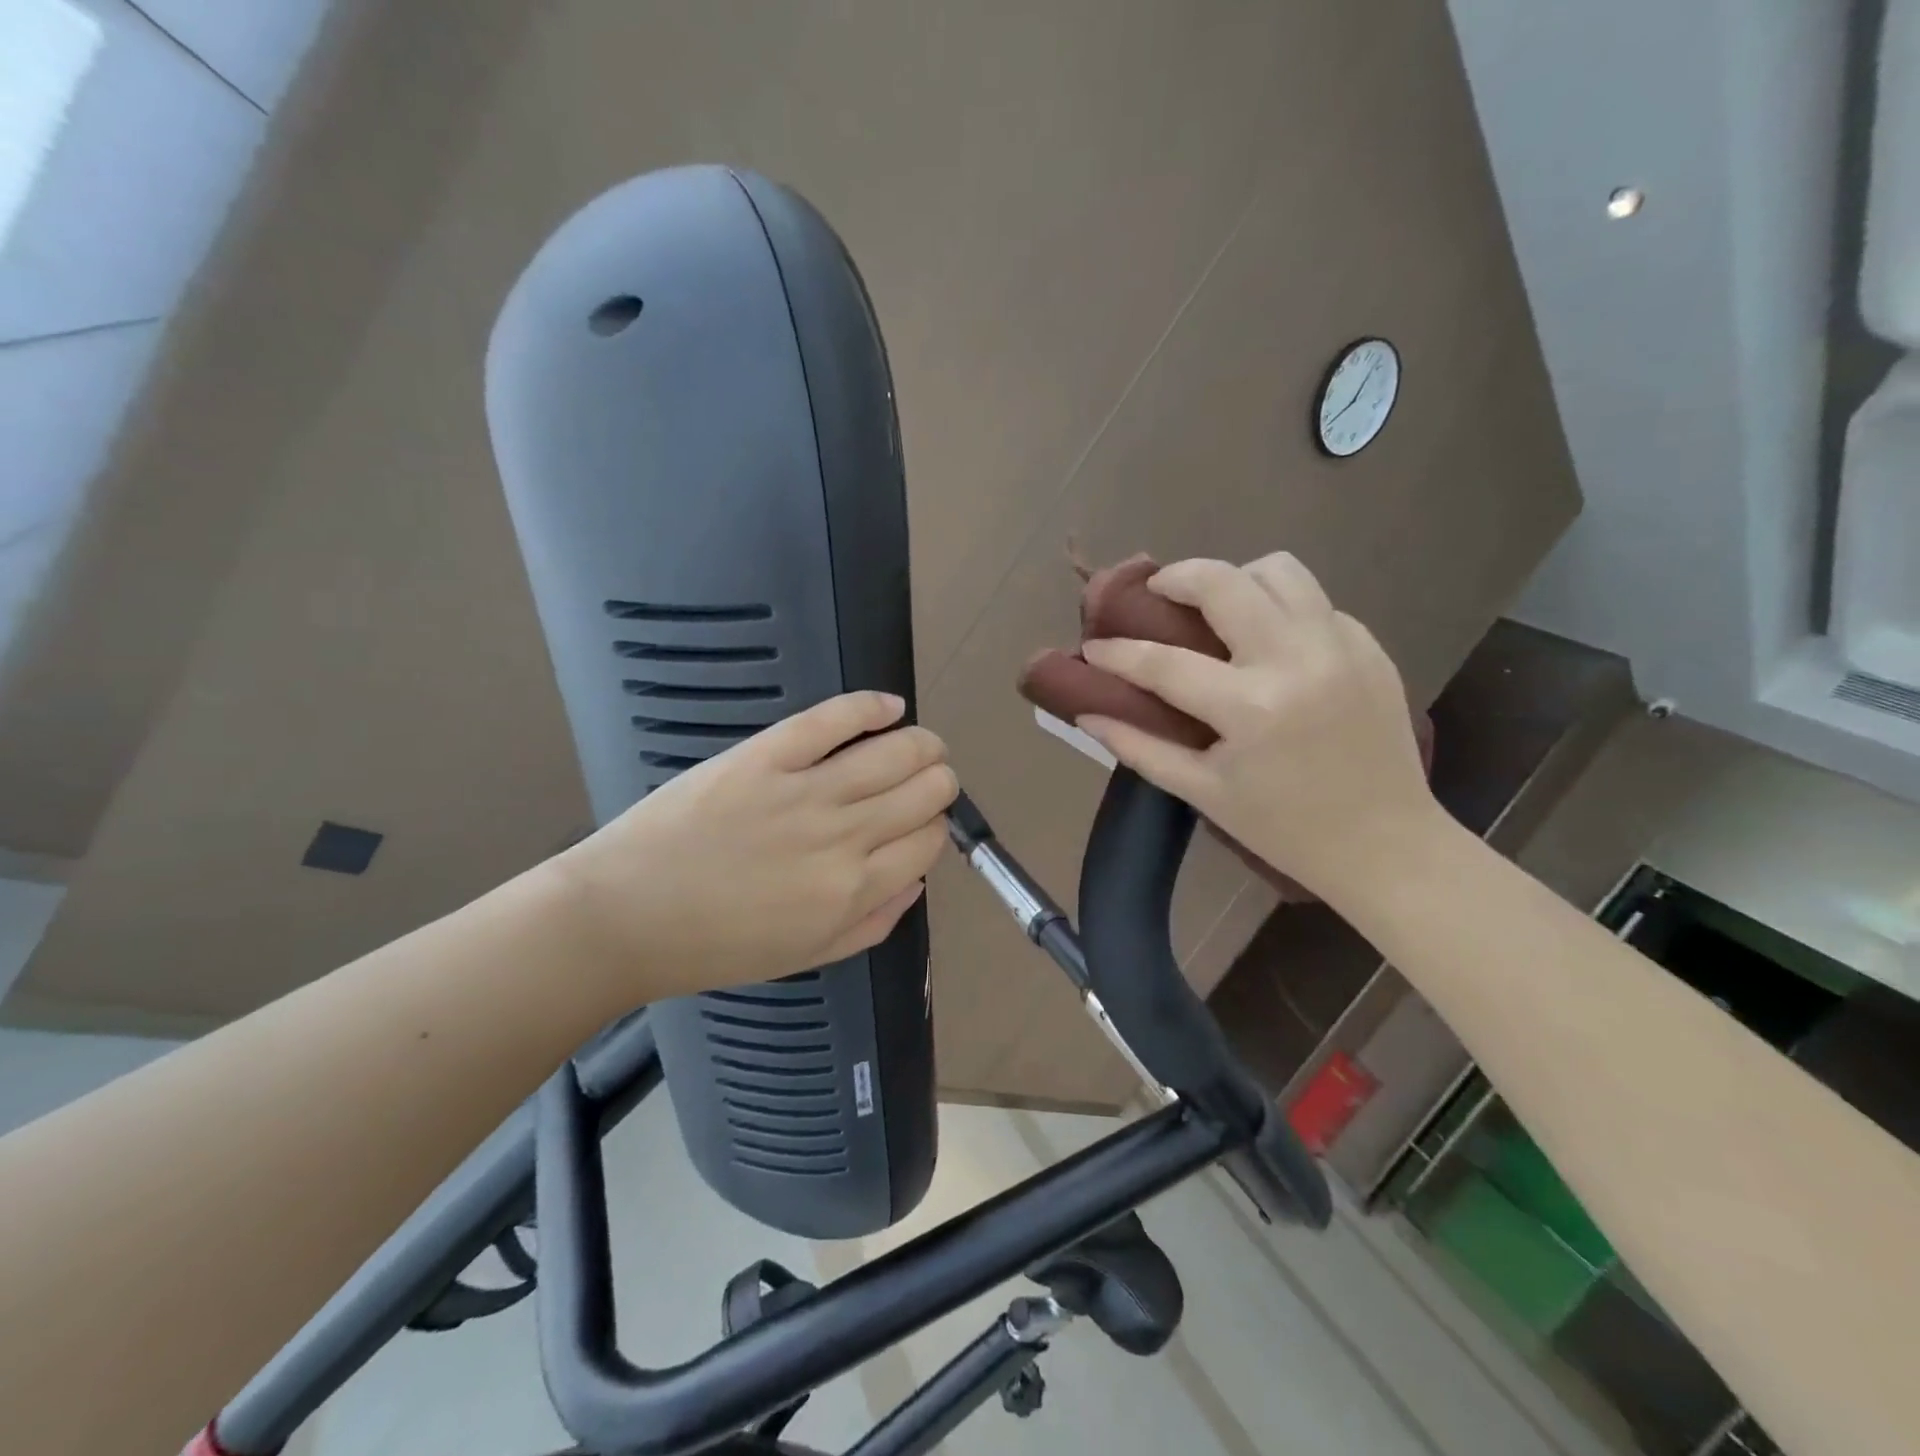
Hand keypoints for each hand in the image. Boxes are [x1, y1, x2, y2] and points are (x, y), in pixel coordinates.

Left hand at [552, 692, 956, 999]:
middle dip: (937, 783)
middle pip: (926, 790)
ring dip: (922, 744)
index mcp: (854, 890)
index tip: (920, 825)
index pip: (929, 841)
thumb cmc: (716, 945)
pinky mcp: (767, 755)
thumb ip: (873, 922)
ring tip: (918, 744)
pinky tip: (889, 706)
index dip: (934, 828)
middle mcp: (844, 836)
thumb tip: (915, 880)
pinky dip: (871, 707)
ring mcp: (805, 790)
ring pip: (897, 751)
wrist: (626, 916)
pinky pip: (834, 718)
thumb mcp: (807, 955)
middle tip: (922, 783)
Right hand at [1077, 555, 1439, 907]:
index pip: (1164, 662)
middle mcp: (1298, 660)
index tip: (1094, 645)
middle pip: (1225, 582)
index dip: (1118, 651)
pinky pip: (1314, 602)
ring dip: (1236, 579)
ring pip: (1279, 570)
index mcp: (1252, 709)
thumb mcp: (1202, 793)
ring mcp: (1341, 646)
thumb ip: (1138, 747)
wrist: (1386, 844)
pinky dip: (1280, 609)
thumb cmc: (1284, 828)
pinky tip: (1269, 645)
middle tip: (1158, 594)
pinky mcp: (1370, 646)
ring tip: (1217, 609)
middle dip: (1177, 577)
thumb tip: (1087, 713)